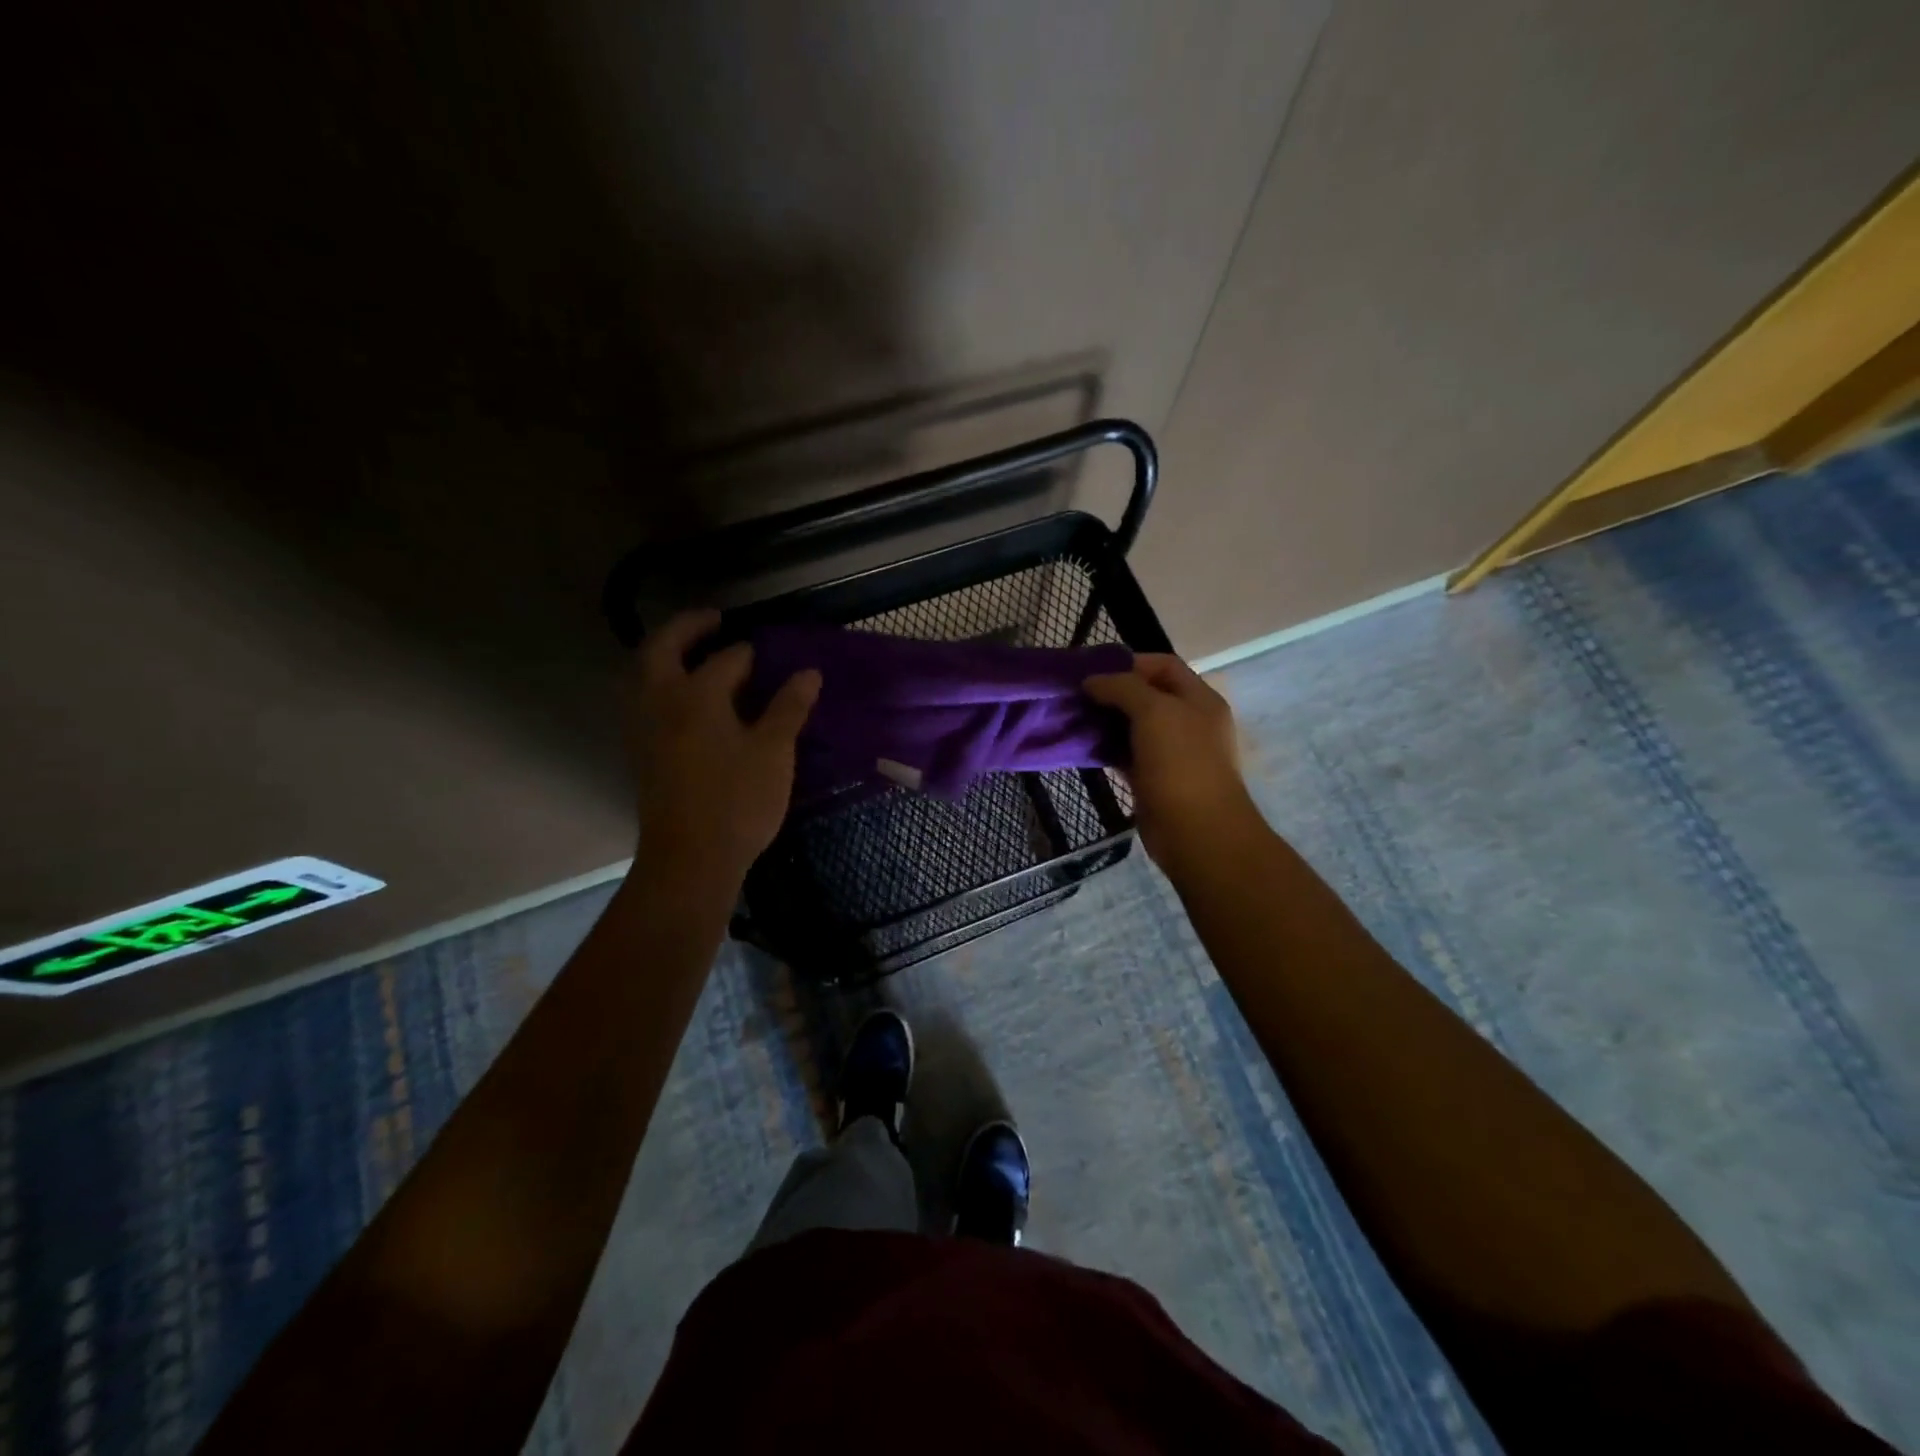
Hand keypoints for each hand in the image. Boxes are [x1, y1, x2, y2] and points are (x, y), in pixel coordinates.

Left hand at [622, 609, 821, 888]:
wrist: (690, 860)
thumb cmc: (737, 802)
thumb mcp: (773, 752)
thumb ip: (789, 707)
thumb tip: (808, 672)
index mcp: (695, 695)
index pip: (727, 659)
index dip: (751, 653)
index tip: (772, 652)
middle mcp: (661, 702)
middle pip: (662, 649)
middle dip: (686, 628)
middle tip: (713, 619)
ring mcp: (644, 728)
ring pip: (644, 674)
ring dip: (666, 654)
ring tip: (694, 652)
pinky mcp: (641, 753)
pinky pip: (644, 700)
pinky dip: (660, 683)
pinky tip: (686, 698)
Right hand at [1084, 654, 1262, 870]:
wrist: (1197, 833)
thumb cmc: (1181, 764)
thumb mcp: (1154, 712)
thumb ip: (1122, 688)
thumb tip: (1092, 680)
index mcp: (1199, 699)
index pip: (1164, 665)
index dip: (1130, 662)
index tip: (1094, 670)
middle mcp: (1189, 722)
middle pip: (1147, 695)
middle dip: (1113, 692)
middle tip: (1077, 695)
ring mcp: (1172, 753)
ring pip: (1134, 726)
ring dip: (1106, 720)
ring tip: (1073, 717)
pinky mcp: (1154, 779)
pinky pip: (1127, 754)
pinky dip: (1106, 748)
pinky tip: (1082, 746)